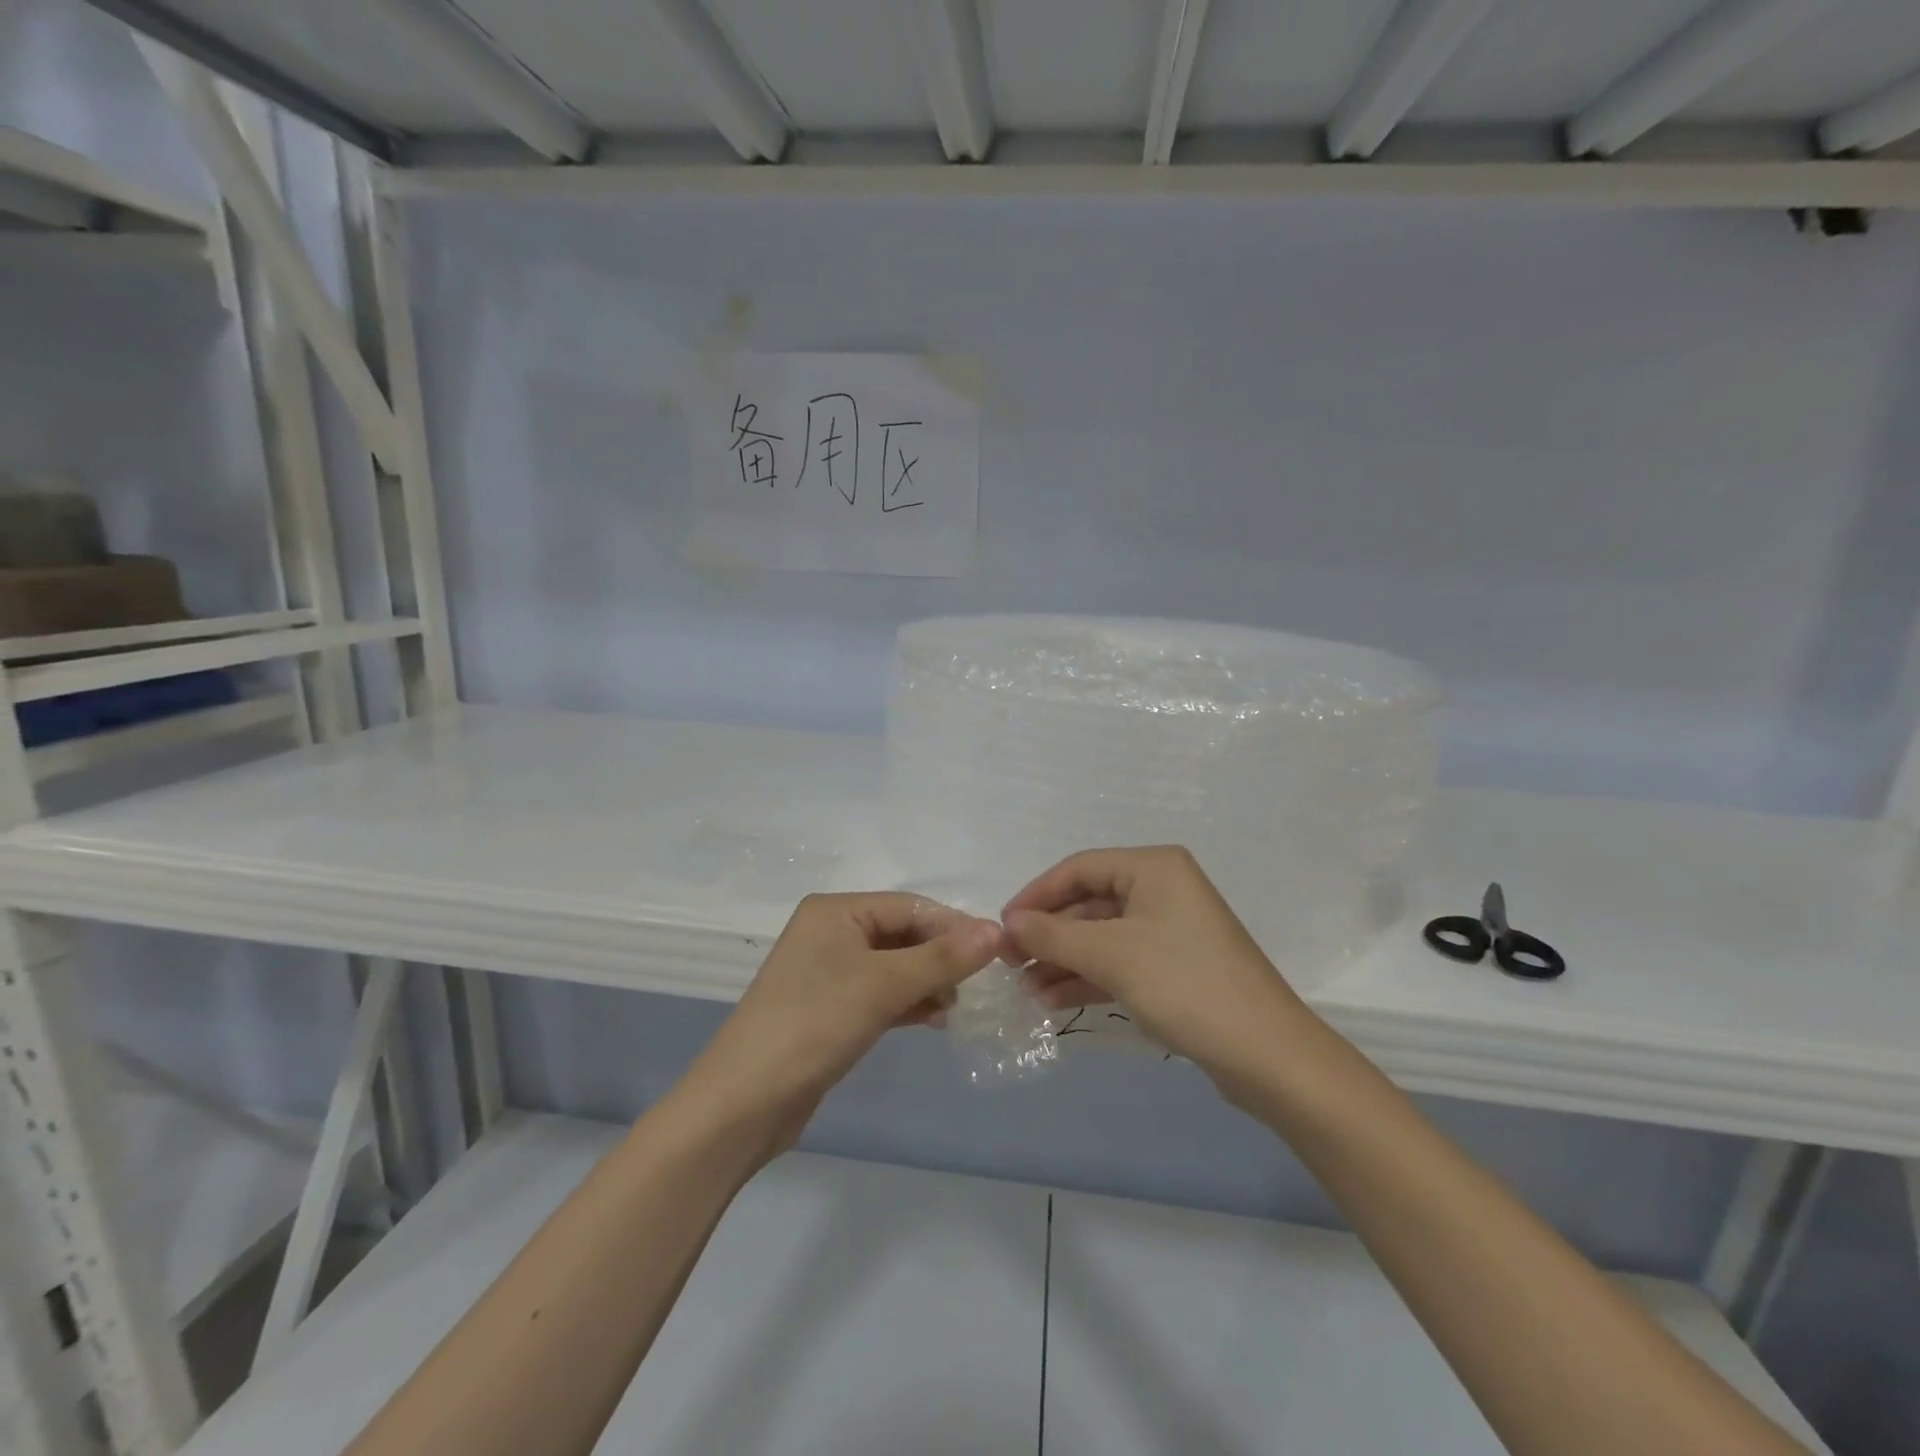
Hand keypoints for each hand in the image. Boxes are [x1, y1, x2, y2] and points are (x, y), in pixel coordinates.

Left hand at [686, 893, 1000, 1144]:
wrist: (743, 1103)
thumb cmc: (814, 1025)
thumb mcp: (883, 986)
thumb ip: (942, 958)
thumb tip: (996, 931)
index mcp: (836, 910)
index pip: (909, 906)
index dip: (953, 926)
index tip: (997, 952)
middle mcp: (831, 932)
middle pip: (902, 934)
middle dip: (940, 957)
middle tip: (978, 984)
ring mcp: (828, 972)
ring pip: (894, 966)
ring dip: (927, 982)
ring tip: (956, 1006)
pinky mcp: (830, 1008)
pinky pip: (881, 993)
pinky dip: (908, 1002)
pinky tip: (935, 1019)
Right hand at [1002, 846, 1313, 1082]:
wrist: (1267, 1055)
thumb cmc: (1184, 984)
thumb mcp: (1111, 955)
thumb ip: (1053, 934)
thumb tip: (1008, 922)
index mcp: (1153, 867)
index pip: (1079, 868)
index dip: (1036, 895)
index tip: (1002, 927)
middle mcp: (1162, 889)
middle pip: (1089, 903)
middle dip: (1049, 934)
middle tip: (1009, 962)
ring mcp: (1170, 930)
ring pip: (1102, 936)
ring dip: (1063, 959)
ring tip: (1026, 989)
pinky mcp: (1175, 967)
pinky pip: (1120, 962)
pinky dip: (1088, 977)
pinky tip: (1052, 1000)